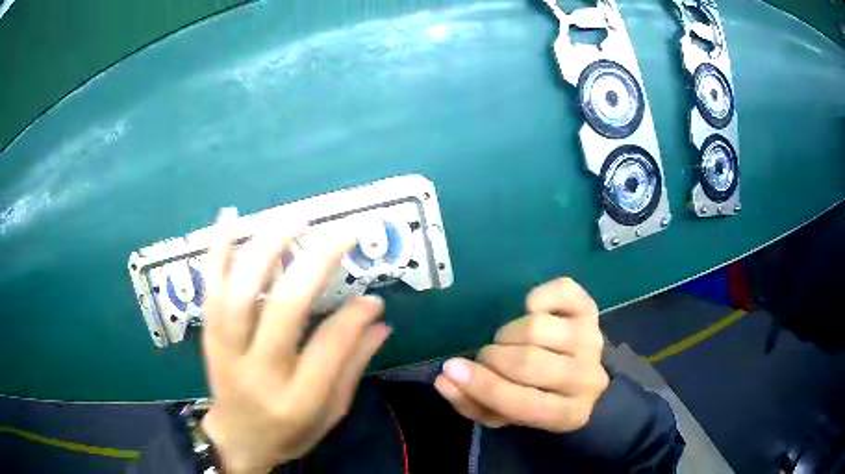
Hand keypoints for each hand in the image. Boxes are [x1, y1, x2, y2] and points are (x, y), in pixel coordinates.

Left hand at [200, 209, 390, 473]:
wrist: (236, 440)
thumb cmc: (290, 432)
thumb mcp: (331, 413)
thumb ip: (353, 366)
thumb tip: (379, 318)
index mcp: (298, 400)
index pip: (330, 344)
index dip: (355, 314)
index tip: (373, 295)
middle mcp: (259, 372)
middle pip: (284, 309)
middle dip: (316, 262)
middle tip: (342, 233)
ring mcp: (227, 352)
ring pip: (241, 291)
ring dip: (267, 247)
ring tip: (295, 217)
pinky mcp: (208, 337)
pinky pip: (210, 289)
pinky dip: (218, 251)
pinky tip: (229, 218)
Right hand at [434, 278, 608, 431]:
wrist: (583, 379)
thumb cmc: (537, 399)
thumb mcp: (504, 415)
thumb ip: (471, 402)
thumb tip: (444, 378)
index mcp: (569, 415)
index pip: (523, 403)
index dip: (483, 386)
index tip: (451, 369)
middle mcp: (587, 378)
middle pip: (528, 362)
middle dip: (492, 359)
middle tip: (485, 360)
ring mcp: (591, 340)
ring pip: (537, 327)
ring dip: (509, 333)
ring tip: (509, 343)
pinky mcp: (590, 309)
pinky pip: (561, 291)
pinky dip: (538, 297)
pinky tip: (532, 312)